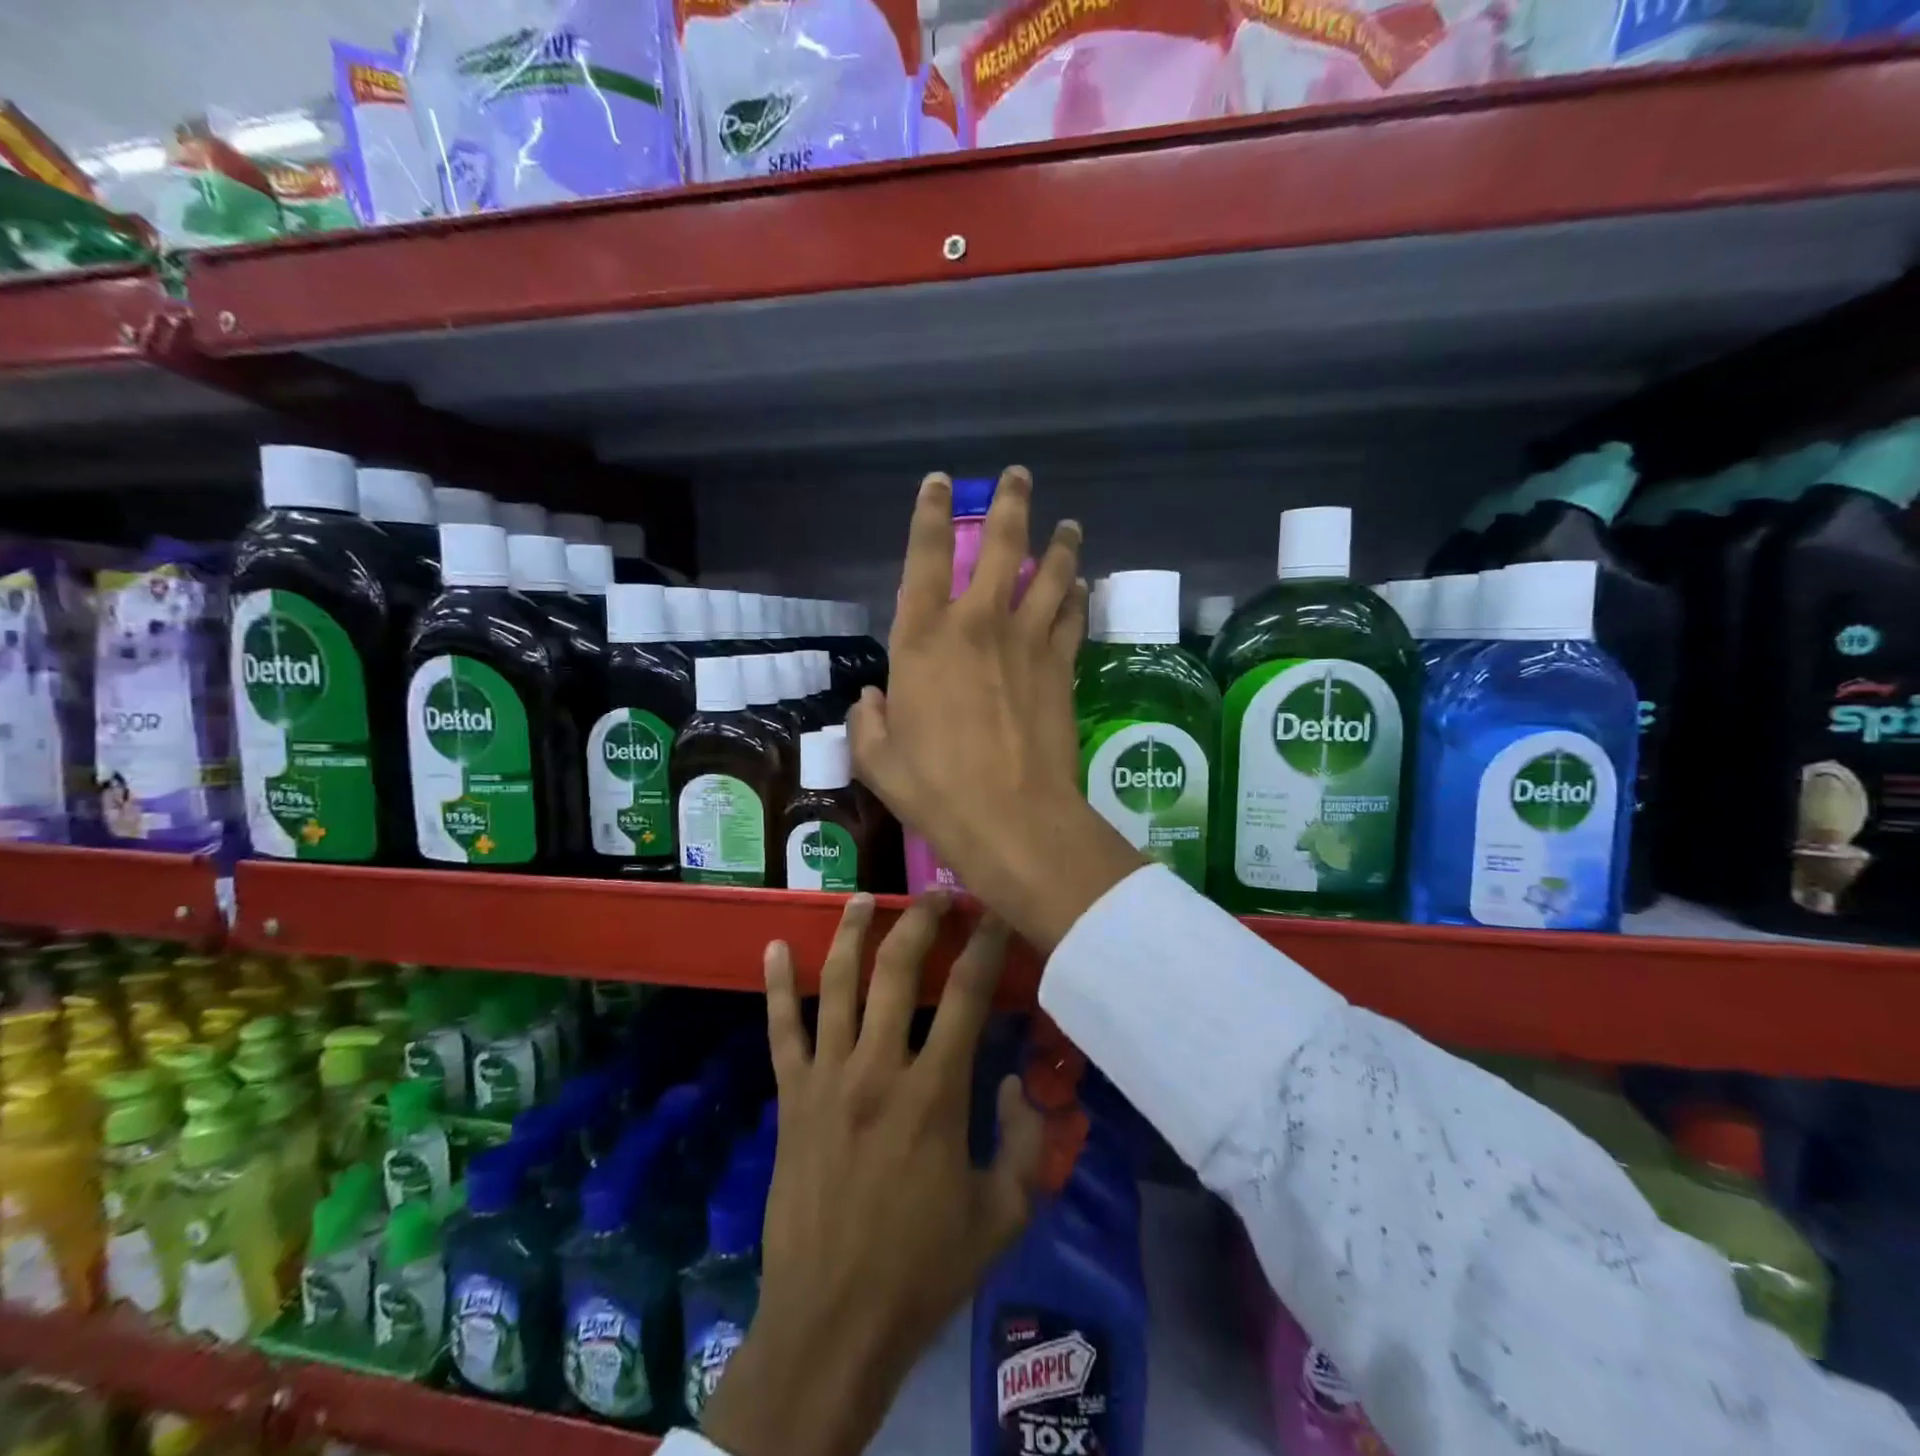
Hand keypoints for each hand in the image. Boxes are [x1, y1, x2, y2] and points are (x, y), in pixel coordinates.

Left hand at [701, 892, 1045, 1455]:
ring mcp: (827, 1078)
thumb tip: (1017, 1084)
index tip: (996, 912)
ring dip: (852, 932)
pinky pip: (782, 1030)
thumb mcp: (1002, 1217)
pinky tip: (775, 947)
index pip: (966, 994)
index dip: (986, 944)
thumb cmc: (922, 1269)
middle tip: (938, 893)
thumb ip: (1026, 1144)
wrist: (831, 1323)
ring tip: (865, 897)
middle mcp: (878, 1068)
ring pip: (838, 983)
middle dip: (922, 921)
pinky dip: (778, 986)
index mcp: (934, 1093)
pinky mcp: (791, 1098)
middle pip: (898, 970)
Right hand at [849, 467, 1144, 952]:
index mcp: (922, 638)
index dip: (931, 512)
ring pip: (1050, 573)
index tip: (941, 483)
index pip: (925, 556)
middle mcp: (977, 623)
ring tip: (1070, 526)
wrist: (1010, 815)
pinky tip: (1081, 586)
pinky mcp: (1061, 666)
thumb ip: (867, 723)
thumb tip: (869, 703)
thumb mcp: (878, 759)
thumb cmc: (934, 787)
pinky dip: (1077, 597)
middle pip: (1000, 545)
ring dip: (1060, 545)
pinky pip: (1072, 617)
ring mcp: (1027, 641)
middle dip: (1010, 503)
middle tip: (1019, 477)